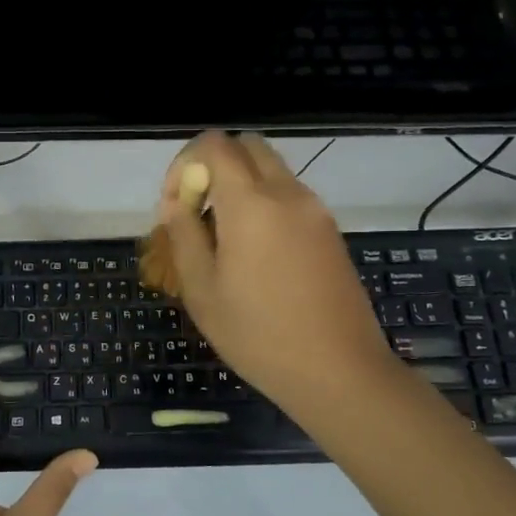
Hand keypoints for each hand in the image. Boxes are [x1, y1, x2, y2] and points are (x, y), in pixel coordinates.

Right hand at [157, 132, 393, 424]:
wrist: (339, 371)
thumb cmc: (259, 335)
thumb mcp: (202, 291)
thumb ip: (184, 236)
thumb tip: (176, 204)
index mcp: (252, 203)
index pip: (215, 144)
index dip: (185, 163)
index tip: (176, 206)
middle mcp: (287, 193)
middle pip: (246, 146)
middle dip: (214, 166)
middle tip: (198, 212)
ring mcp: (315, 210)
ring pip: (271, 170)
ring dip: (240, 185)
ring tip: (223, 237)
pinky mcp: (330, 231)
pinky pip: (289, 196)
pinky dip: (264, 203)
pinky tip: (255, 254)